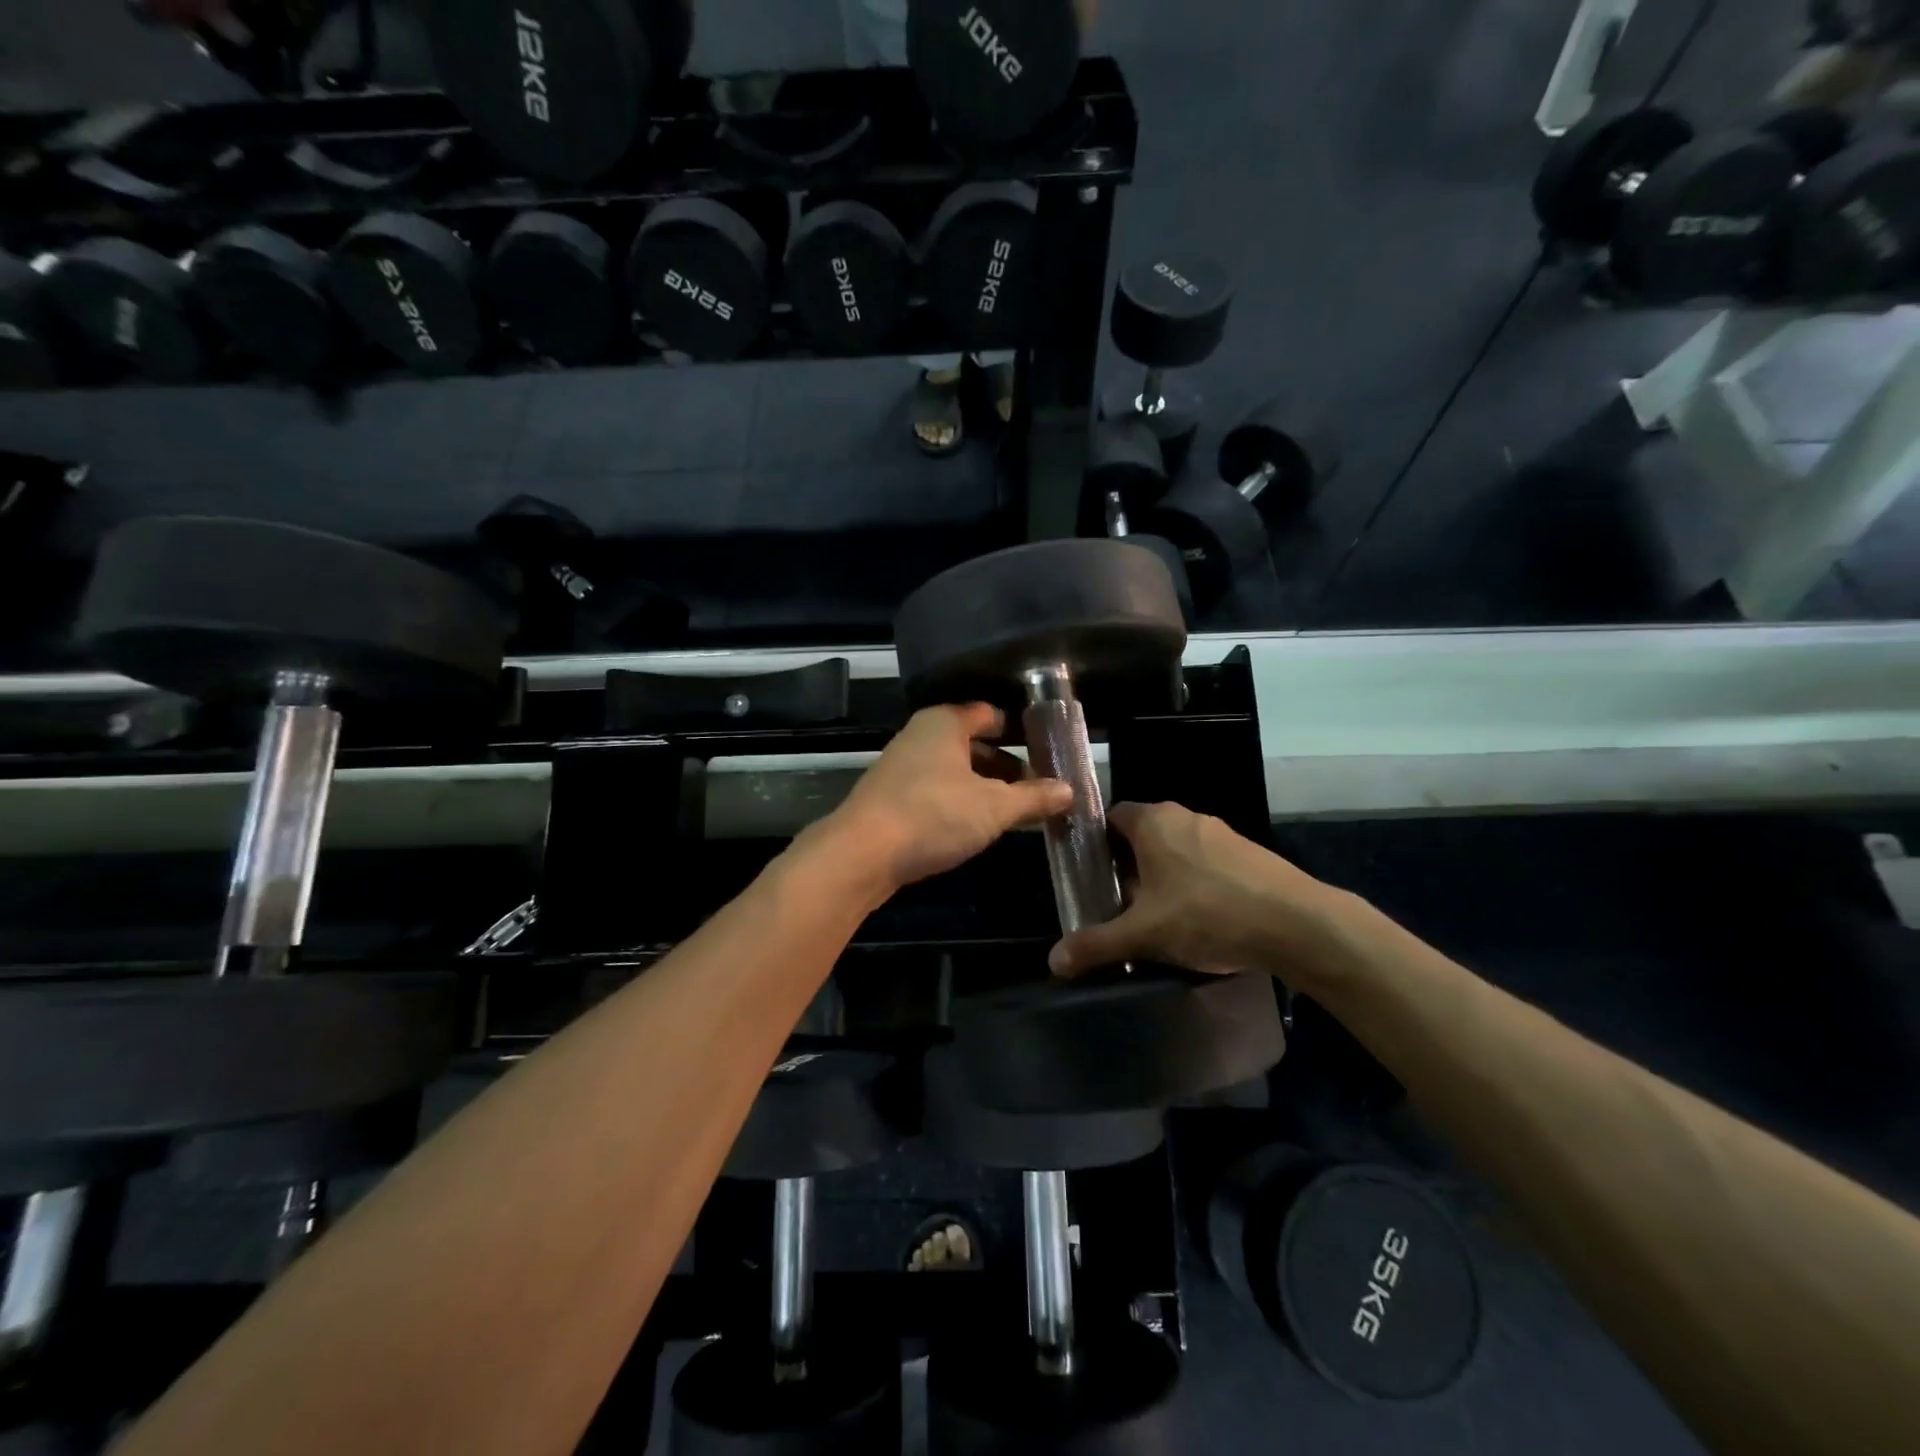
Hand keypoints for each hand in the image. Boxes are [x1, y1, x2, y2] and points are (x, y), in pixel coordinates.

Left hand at [828, 704, 1072, 893]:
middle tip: (1040, 788)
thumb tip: (1070, 790)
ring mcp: (903, 767)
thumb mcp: (994, 807)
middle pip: (974, 744)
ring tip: (1018, 811)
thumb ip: (1034, 798)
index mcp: (944, 722)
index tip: (1048, 751)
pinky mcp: (892, 797)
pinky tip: (979, 826)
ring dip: (986, 788)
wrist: (862, 854)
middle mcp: (921, 736)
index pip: (990, 714)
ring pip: (956, 770)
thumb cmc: (933, 815)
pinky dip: (961, 802)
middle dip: (1007, 766)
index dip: (1021, 731)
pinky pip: (938, 791)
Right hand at [1047, 801, 1348, 981]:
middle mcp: (1185, 816)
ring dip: (1162, 876)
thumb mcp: (1143, 934)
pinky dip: (1195, 883)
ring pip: (1177, 849)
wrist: (1297, 924)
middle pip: (1143, 834)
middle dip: (1128, 865)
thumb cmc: (1207, 914)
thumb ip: (1096, 944)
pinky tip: (1200, 919)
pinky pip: (1207, 862)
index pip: (1111, 816)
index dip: (1096, 843)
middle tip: (1118, 902)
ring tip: (1158, 916)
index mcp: (1154, 821)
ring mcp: (1221, 833)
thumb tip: (1053, 961)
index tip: (1089, 875)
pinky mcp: (1249, 854)